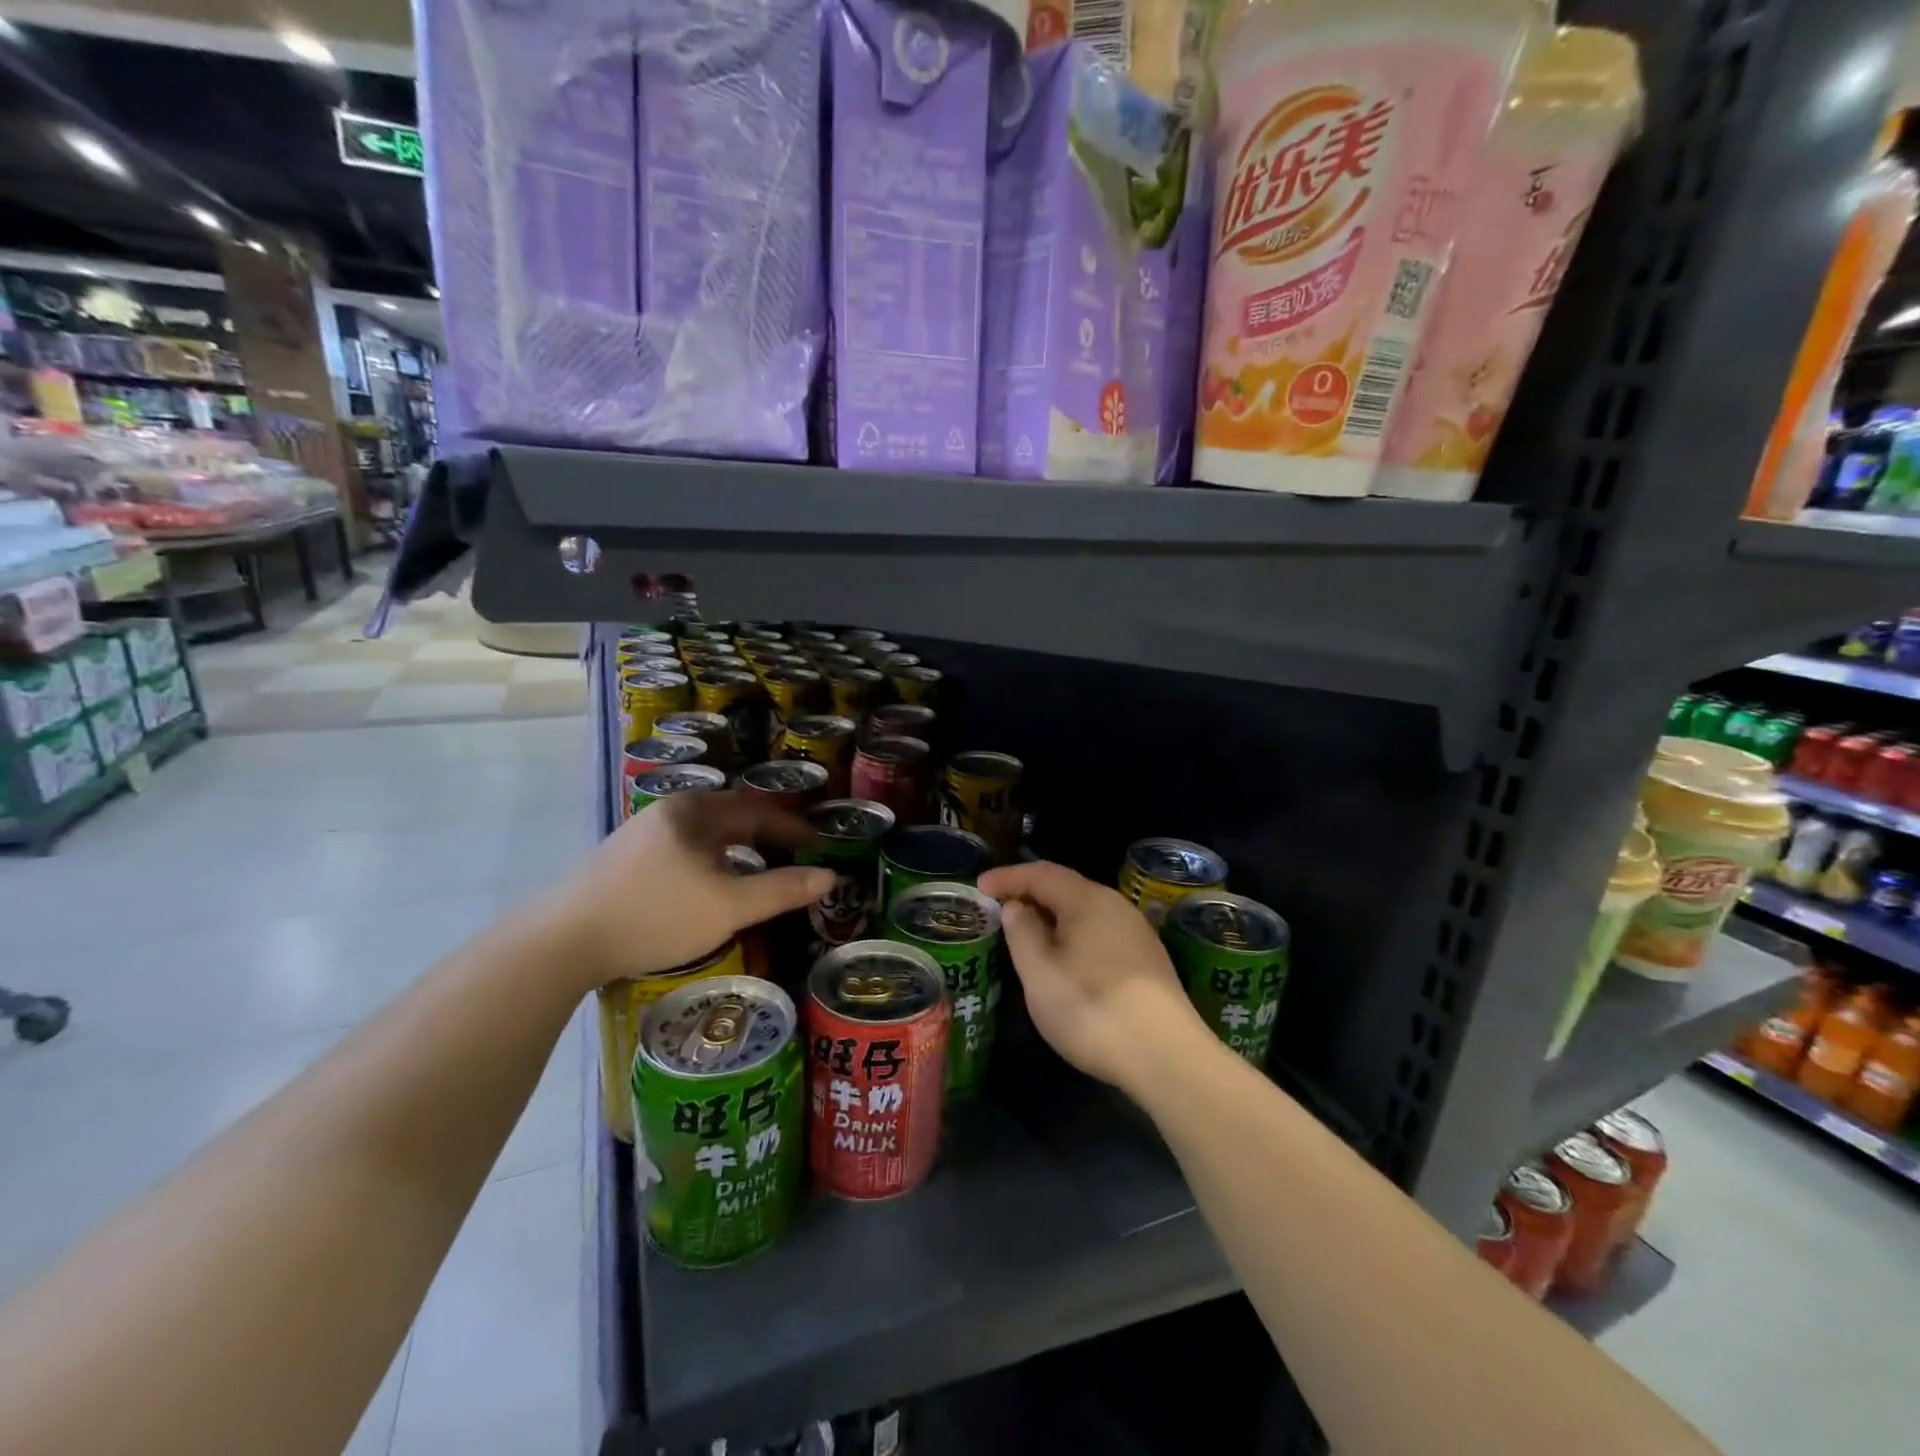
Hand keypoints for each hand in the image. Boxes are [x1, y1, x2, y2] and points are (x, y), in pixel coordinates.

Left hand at [545, 792, 832, 991]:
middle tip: (793, 857)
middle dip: (765, 836)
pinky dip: (710, 862)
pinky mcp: (622, 861)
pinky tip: (709, 887)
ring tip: (757, 872)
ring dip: (737, 850)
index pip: (757, 811)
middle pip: (730, 818)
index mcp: (695, 813)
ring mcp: (641, 835)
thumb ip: (782, 890)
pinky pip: (683, 851)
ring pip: (704, 836)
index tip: (818, 846)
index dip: (792, 829)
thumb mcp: (729, 906)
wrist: (562, 942)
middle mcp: (668, 813)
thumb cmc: (655, 915)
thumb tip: (829, 877)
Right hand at [978, 860, 1208, 1095]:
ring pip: (1085, 912)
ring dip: (1052, 917)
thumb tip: (1017, 907)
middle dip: (1030, 895)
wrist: (1165, 1057)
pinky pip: (1100, 932)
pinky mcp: (1148, 961)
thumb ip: (1022, 932)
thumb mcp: (1040, 973)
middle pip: (1066, 888)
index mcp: (1088, 900)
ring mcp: (1137, 933)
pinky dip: (1073, 936)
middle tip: (999, 909)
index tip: (979, 887)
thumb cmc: (1091, 1008)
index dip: (1008, 877)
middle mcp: (1116, 906)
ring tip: (1026, 935)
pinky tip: (1064, 959)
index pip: (1041, 873)